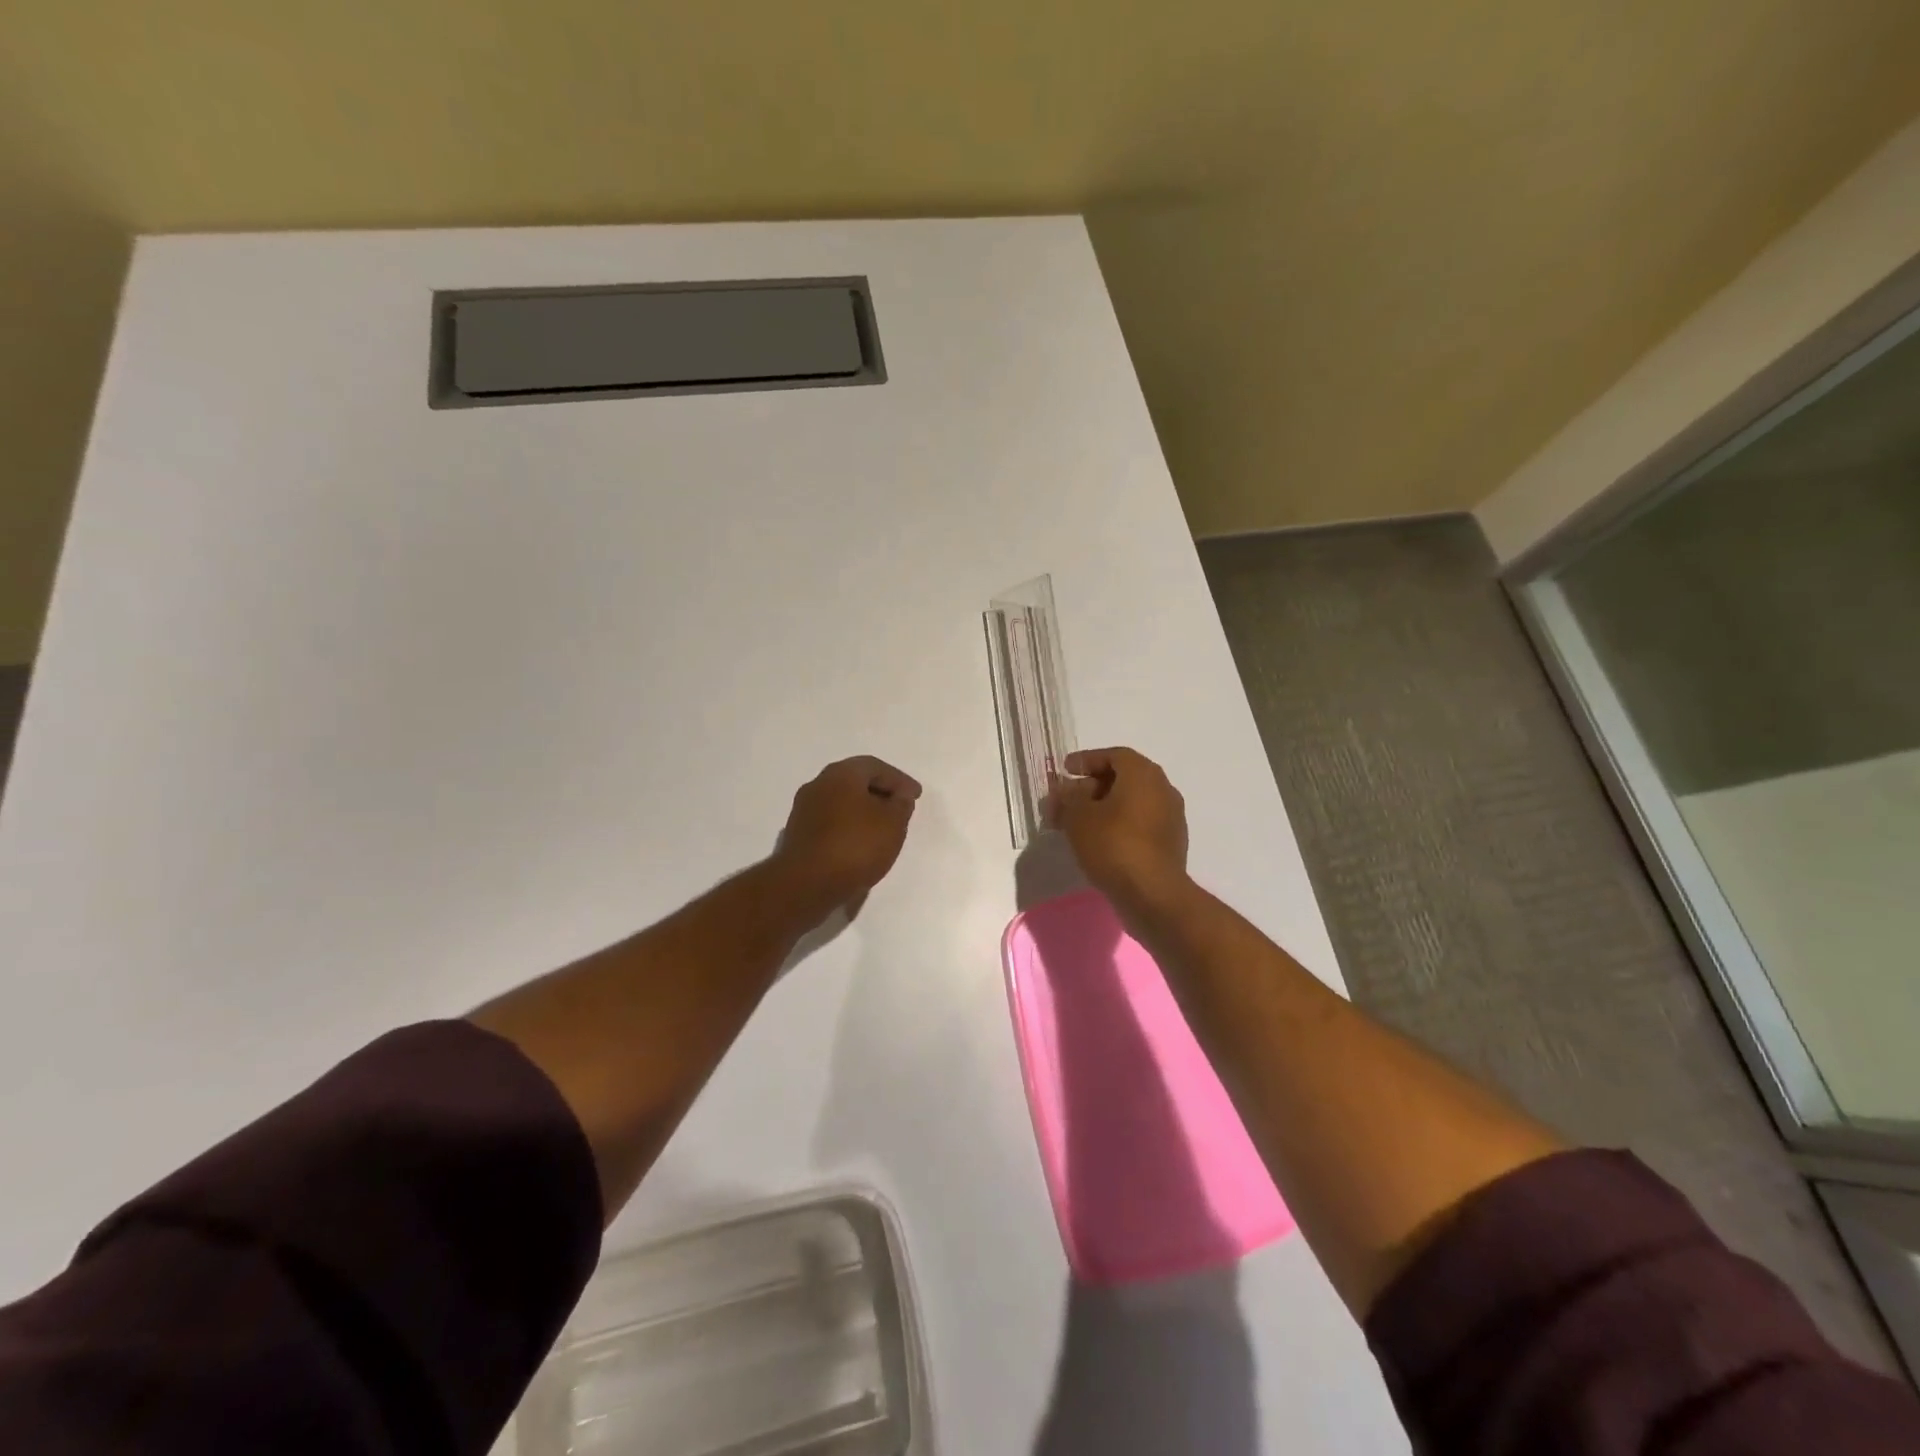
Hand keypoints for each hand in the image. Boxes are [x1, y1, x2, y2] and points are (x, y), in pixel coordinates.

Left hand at [773, 756, 921, 917]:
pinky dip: (849, 828)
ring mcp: (803, 811)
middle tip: (900, 809)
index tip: (915, 796)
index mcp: (840, 774)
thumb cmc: (855, 846)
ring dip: (863, 812)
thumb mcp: (893, 823)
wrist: (806, 884)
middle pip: (855, 782)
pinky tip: (860, 845)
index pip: (875, 767)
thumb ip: (901, 805)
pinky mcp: (798, 836)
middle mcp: (818, 785)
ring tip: (883, 829)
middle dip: (880, 793)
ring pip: (841, 804)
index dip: (899, 780)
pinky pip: (831, 824)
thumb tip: (898, 796)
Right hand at [1046, 746, 1189, 912]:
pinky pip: (1139, 824)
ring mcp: (1170, 817)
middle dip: (1090, 787)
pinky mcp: (1170, 843)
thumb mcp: (1078, 818)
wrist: (1153, 894)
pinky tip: (1097, 841)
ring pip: (1130, 803)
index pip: (1114, 755)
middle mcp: (1163, 789)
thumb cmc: (1114, 845)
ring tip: (1076, 824)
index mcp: (1143, 774)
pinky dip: (1118, 825)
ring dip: (1103, 808)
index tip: (1065, 770)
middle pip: (1123, 778)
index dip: (1086, 760)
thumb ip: (1067, 798)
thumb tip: (1062, 790)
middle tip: (1065, 801)